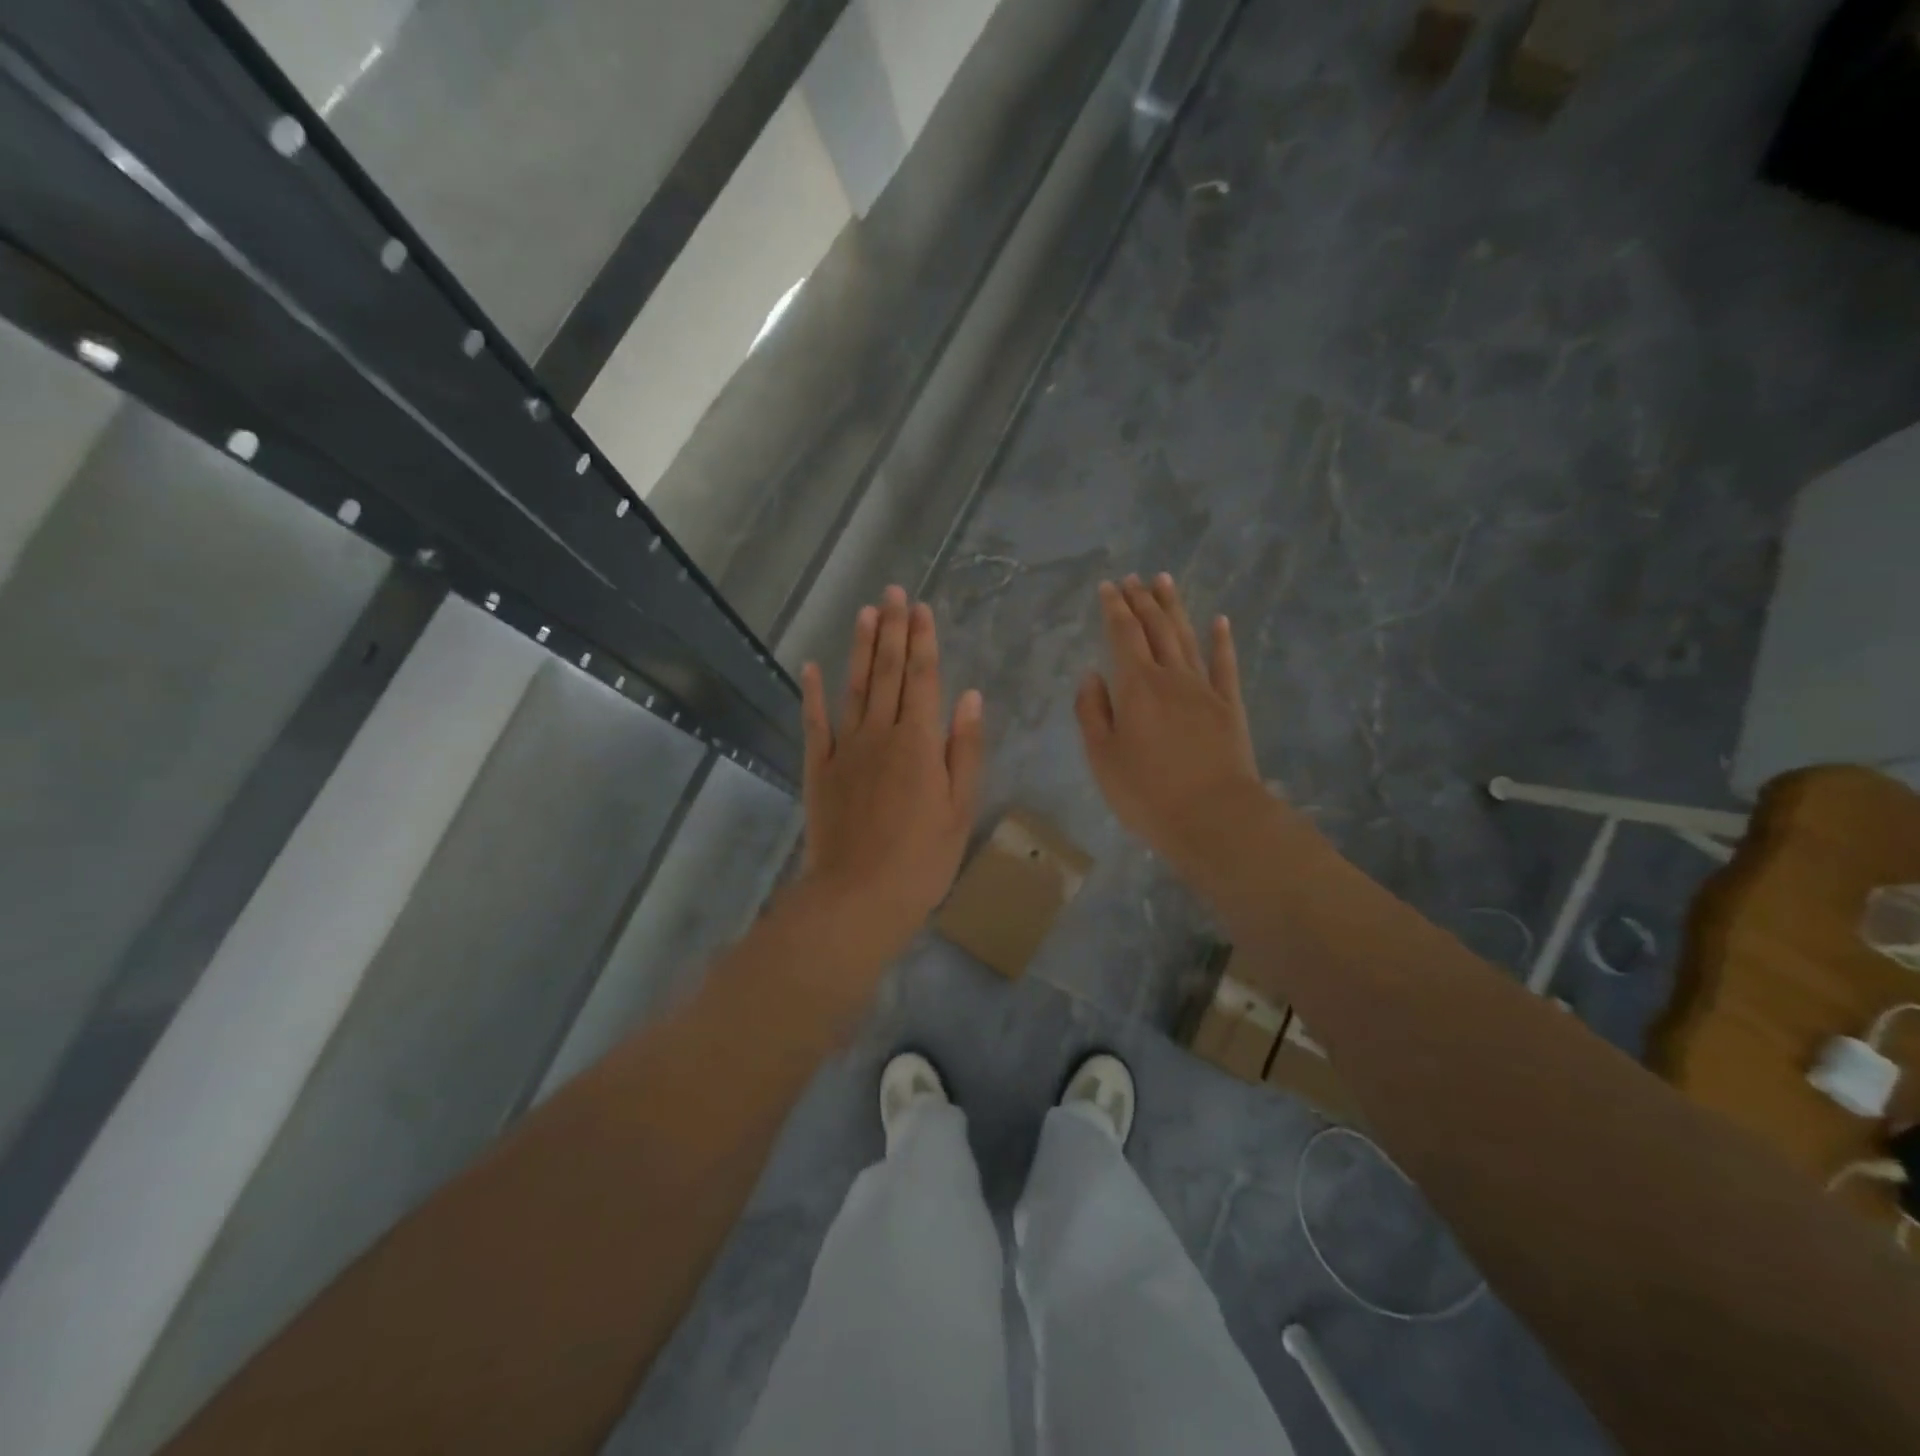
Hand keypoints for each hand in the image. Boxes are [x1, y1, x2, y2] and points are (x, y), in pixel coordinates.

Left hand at [797, 586, 983, 960]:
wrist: (859, 897)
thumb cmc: (921, 859)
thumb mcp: (960, 808)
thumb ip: (963, 749)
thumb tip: (969, 696)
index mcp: (919, 742)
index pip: (923, 678)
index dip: (923, 640)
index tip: (922, 608)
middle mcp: (881, 734)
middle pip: (888, 672)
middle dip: (892, 630)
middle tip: (893, 592)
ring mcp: (845, 749)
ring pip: (854, 688)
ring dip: (860, 648)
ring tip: (865, 613)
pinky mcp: (819, 769)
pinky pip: (815, 723)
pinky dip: (812, 693)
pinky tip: (811, 667)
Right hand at [1075, 574, 1266, 875]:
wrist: (1214, 817)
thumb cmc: (1147, 793)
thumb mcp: (1102, 757)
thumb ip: (1092, 712)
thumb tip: (1092, 675)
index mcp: (1136, 687)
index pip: (1123, 635)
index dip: (1115, 608)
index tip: (1109, 586)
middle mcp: (1171, 677)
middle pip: (1156, 629)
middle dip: (1142, 600)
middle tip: (1133, 578)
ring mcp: (1204, 689)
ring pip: (1187, 638)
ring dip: (1174, 608)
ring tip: (1164, 581)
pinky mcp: (1229, 706)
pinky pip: (1224, 665)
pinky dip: (1221, 641)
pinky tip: (1220, 621)